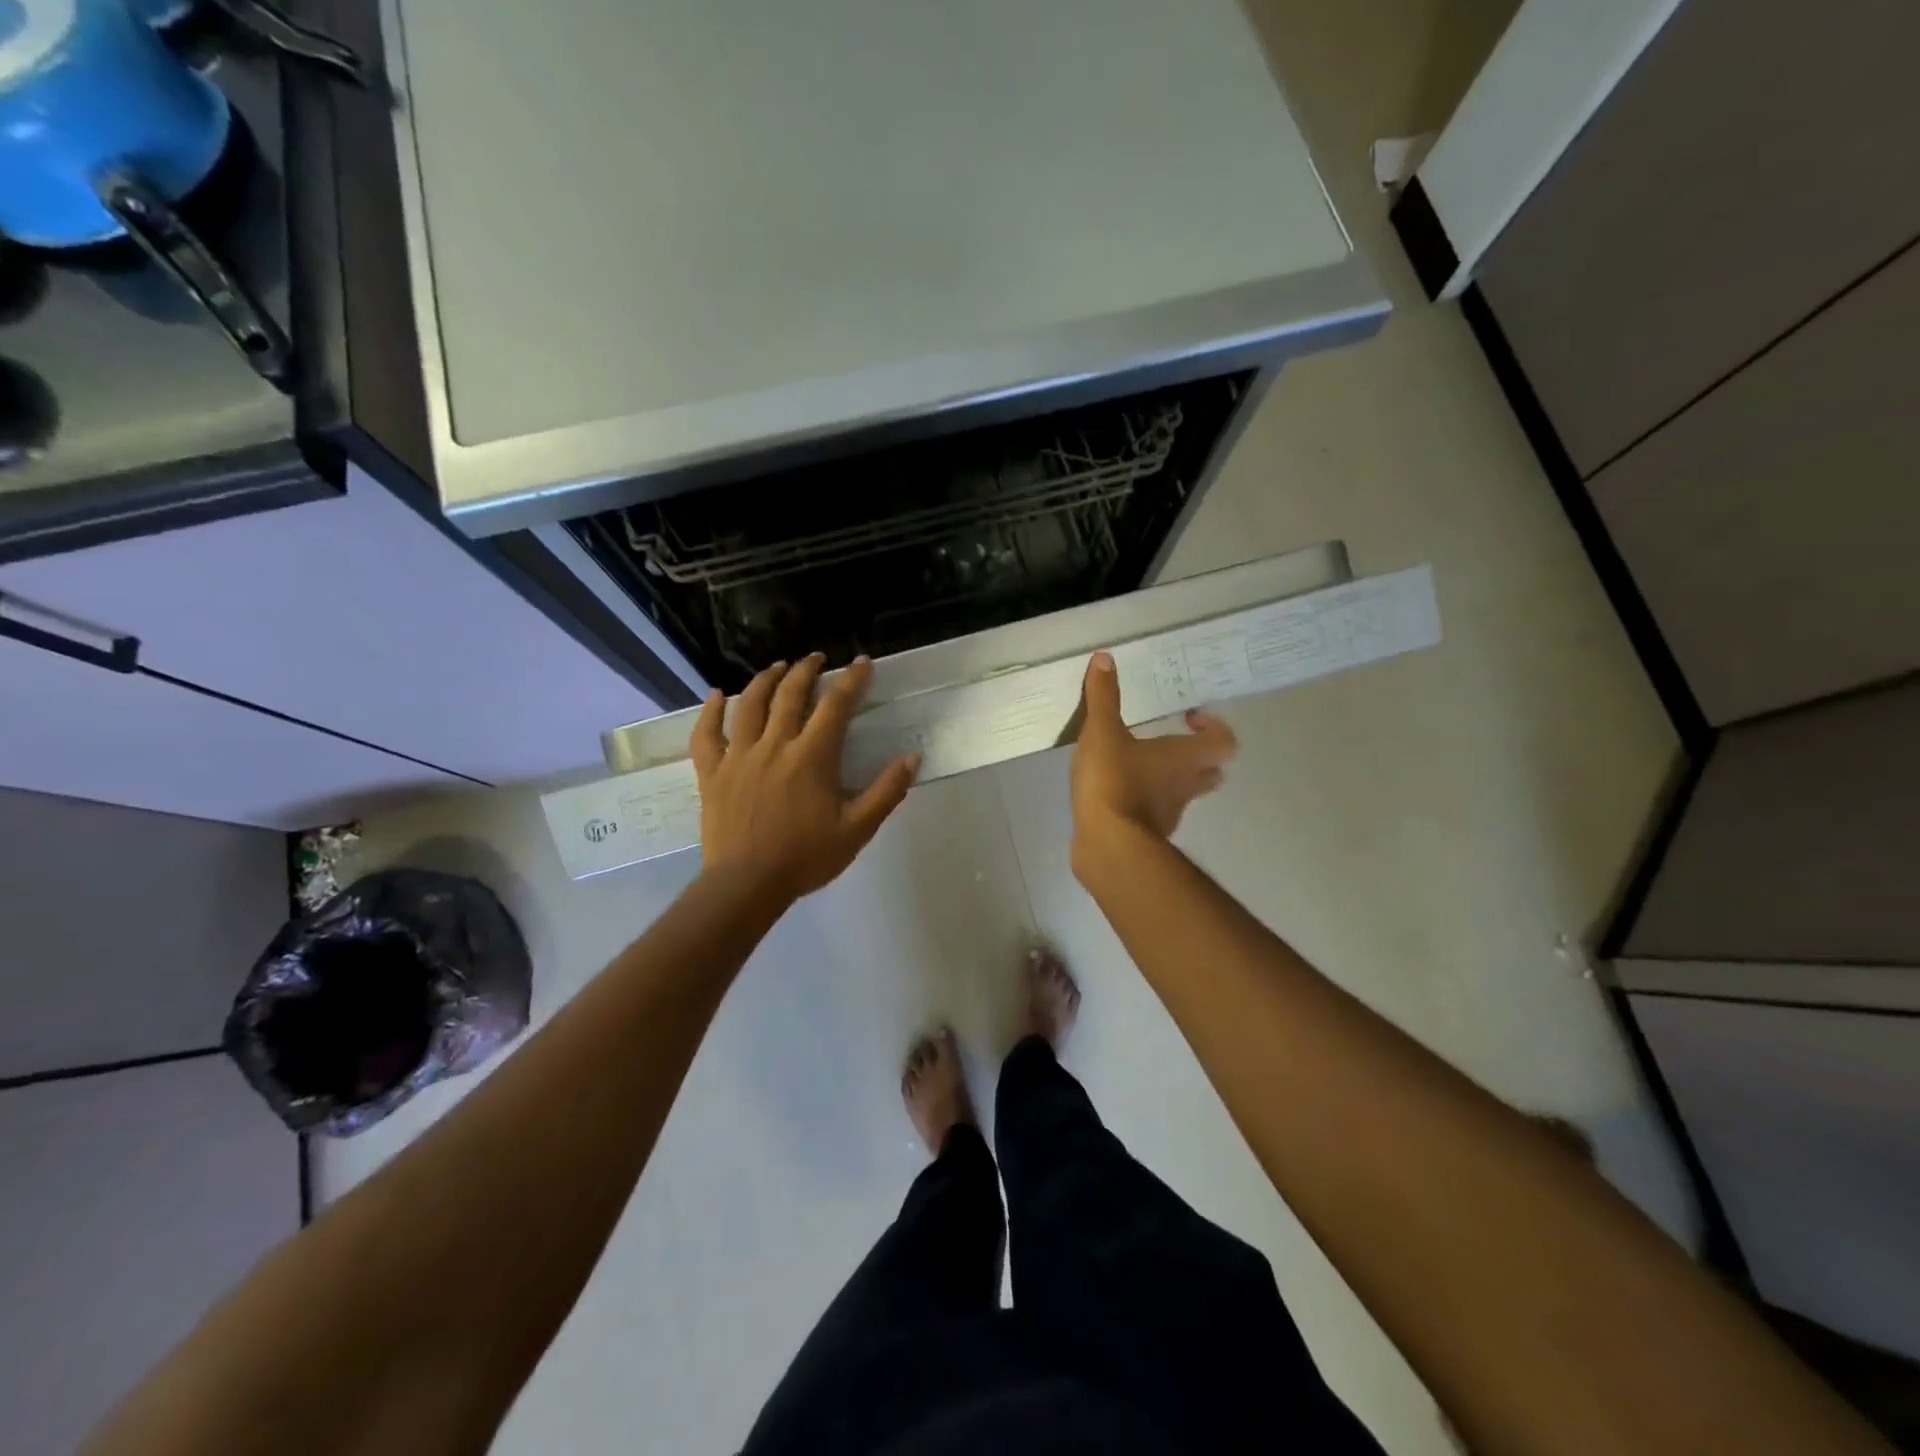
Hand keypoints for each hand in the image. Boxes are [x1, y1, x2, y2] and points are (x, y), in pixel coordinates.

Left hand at [692, 654, 920, 902]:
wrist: (747, 884)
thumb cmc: (806, 857)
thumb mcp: (857, 829)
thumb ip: (886, 791)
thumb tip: (912, 758)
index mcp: (812, 757)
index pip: (836, 705)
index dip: (851, 680)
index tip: (862, 662)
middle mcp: (774, 745)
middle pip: (790, 694)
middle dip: (806, 670)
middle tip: (817, 658)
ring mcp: (738, 756)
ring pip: (749, 704)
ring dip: (765, 680)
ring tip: (777, 667)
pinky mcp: (712, 773)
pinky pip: (706, 734)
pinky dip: (710, 711)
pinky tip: (716, 695)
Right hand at [1069, 650, 1236, 876]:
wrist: (1106, 845)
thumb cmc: (1113, 782)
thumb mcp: (1102, 733)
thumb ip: (1103, 697)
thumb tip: (1105, 658)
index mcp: (1185, 757)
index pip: (1224, 741)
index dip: (1213, 727)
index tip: (1188, 716)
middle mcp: (1186, 786)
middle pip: (1211, 770)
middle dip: (1197, 755)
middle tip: (1170, 741)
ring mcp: (1170, 814)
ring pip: (1184, 793)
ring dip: (1170, 778)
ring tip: (1138, 764)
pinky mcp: (1148, 834)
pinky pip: (1155, 812)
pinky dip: (1145, 801)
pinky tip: (1117, 793)